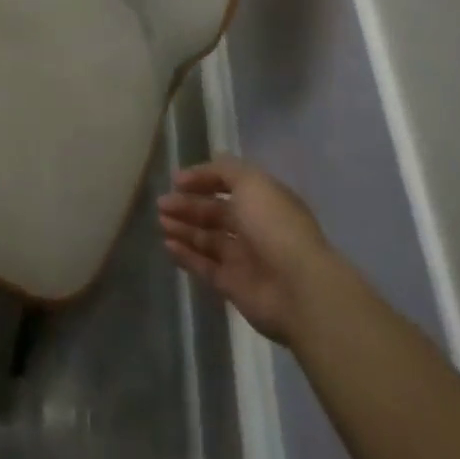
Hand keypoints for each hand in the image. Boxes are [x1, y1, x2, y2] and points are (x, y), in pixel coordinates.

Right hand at [158, 155, 328, 345]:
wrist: (298, 288)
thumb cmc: (274, 226)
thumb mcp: (251, 182)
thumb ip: (224, 170)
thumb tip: (201, 170)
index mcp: (264, 201)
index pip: (229, 185)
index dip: (203, 180)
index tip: (176, 180)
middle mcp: (255, 228)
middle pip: (215, 213)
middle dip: (188, 206)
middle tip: (162, 203)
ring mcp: (245, 259)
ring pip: (207, 239)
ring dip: (184, 228)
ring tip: (161, 221)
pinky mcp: (234, 286)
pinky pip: (205, 266)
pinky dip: (187, 255)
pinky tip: (168, 244)